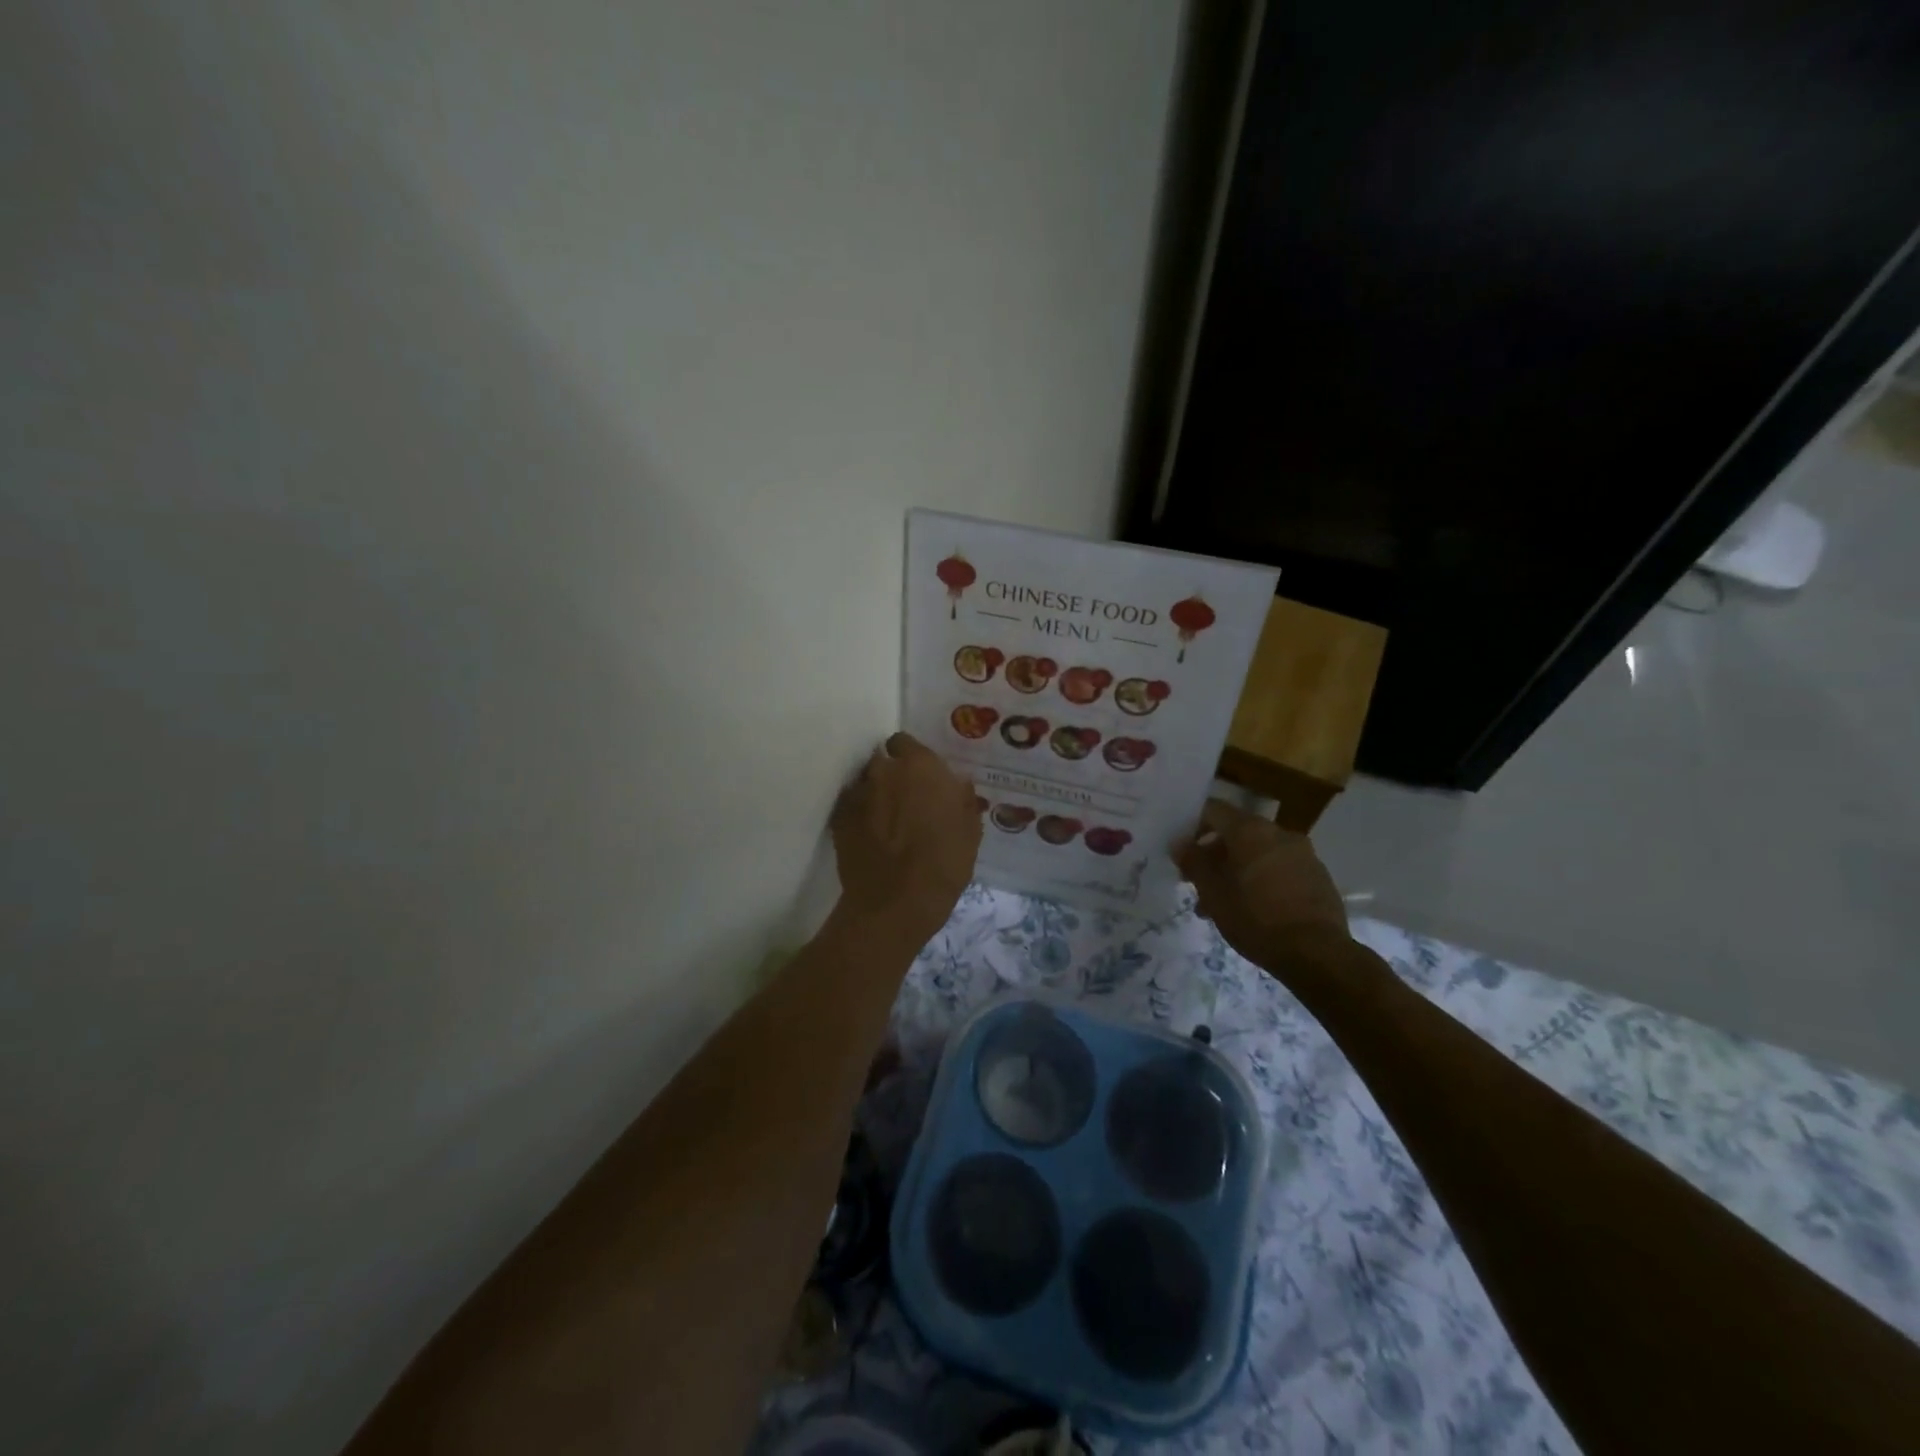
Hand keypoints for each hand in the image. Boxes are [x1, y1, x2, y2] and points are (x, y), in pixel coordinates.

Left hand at [832, 732, 981, 941]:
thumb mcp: (969, 831)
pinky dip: (859, 816)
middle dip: (892, 776)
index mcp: (921, 766)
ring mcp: (858, 793)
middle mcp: (885, 771)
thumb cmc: (943, 864)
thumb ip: (962, 799)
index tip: (920, 777)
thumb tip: (957, 783)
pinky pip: (851, 807)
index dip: (911, 758)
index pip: (906, 742)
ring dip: (875, 794)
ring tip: (885, 820)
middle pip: (883, 762)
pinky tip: (869, 836)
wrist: (895, 903)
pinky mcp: (838, 818)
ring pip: (866, 783)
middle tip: (905, 800)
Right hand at [1173, 799, 1350, 969]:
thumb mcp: (1212, 893)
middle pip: (1237, 833)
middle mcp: (1278, 833)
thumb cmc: (1255, 918)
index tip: (1183, 852)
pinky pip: (1280, 868)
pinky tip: (1253, 910)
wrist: (1316, 954)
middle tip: (1198, 885)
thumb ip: (1193, 862)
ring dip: (1237, 871)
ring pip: (1258, 854)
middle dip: (1214, 856)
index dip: (1193, 826)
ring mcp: (1303, 854)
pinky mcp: (1318, 876)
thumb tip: (1179, 844)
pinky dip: (1262, 880)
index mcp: (1250, 830)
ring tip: (1222, 906)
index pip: (1213, 810)